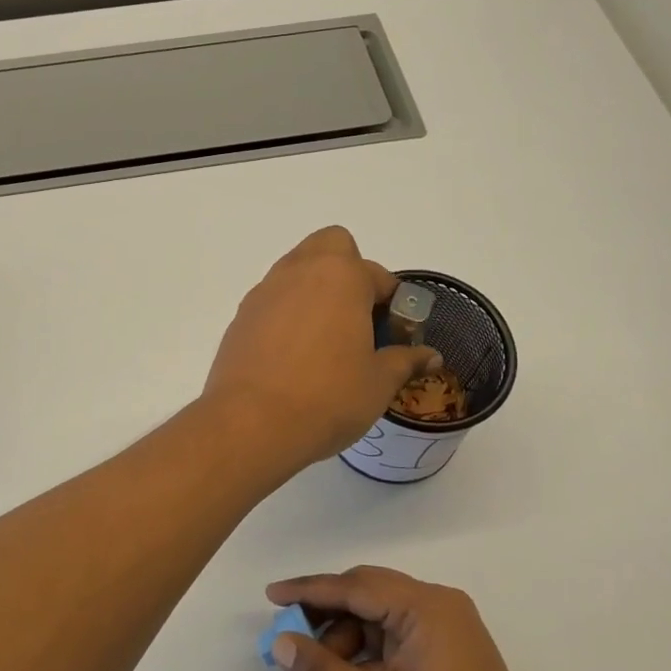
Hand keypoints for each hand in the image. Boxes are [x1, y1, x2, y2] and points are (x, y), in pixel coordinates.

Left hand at [202, 228, 439, 470]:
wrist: (251, 423)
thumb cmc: (327, 397)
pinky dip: (288, 315)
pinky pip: (273, 301)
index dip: (392, 302)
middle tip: (358, 318)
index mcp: (340, 276)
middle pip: (330, 247)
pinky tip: (294, 357)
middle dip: (348, 271)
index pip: (377, 274)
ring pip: (296, 271)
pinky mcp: (241, 317)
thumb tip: (430, 355)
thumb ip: (405, 361)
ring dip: (316, 292)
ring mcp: (264, 292)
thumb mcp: (378, 383)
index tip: (395, 334)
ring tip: (327, 341)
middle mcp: (299, 272)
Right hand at [265, 567, 563, 670]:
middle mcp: (436, 606)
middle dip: (323, 624)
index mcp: (426, 606)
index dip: (308, 591)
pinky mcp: (444, 656)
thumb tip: (282, 645)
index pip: (355, 586)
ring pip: (375, 624)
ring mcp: (443, 631)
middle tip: (288, 647)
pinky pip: (391, 645)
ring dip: (341, 651)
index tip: (271, 595)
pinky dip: (363, 664)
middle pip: (364, 600)